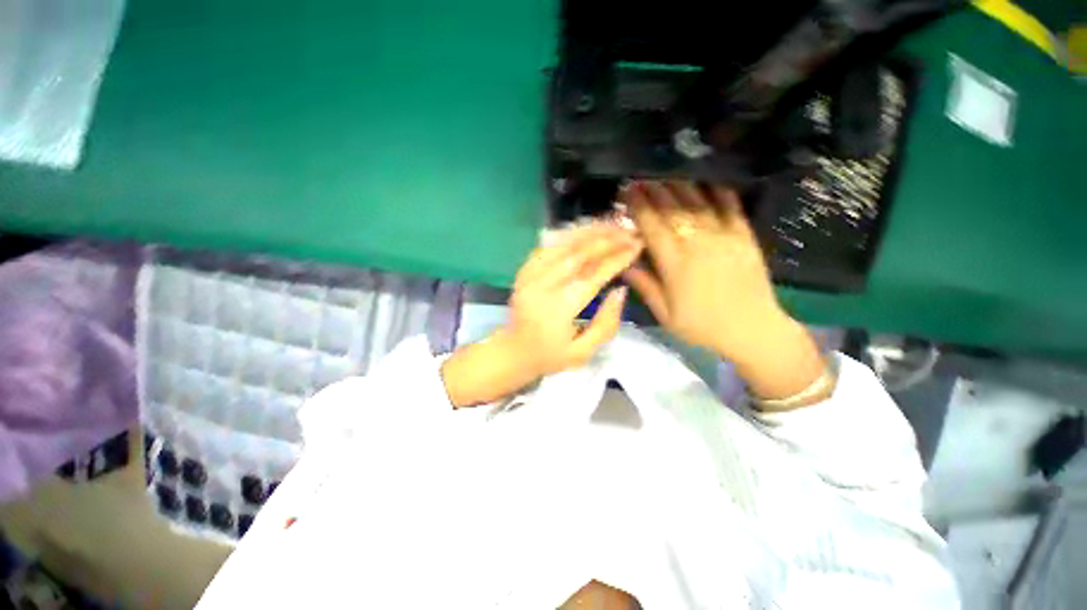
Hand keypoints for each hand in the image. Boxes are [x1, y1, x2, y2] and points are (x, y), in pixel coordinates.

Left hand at [441, 225, 641, 406]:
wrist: (513, 352)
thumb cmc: (550, 356)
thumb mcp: (583, 353)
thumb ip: (606, 324)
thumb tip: (621, 291)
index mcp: (559, 308)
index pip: (593, 275)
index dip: (617, 258)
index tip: (637, 246)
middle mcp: (543, 286)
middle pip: (579, 253)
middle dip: (608, 239)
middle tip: (629, 232)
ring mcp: (530, 275)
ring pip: (562, 244)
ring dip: (590, 232)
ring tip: (612, 225)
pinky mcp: (524, 271)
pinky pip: (548, 246)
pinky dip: (568, 235)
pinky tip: (585, 231)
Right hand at [620, 181, 782, 358]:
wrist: (754, 332)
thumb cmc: (702, 327)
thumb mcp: (665, 314)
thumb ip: (644, 286)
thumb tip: (623, 263)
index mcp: (676, 264)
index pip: (652, 226)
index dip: (638, 206)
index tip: (626, 192)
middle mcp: (699, 244)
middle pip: (672, 209)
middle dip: (653, 190)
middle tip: (639, 178)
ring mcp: (725, 237)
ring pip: (698, 202)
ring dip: (679, 186)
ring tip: (664, 175)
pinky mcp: (745, 237)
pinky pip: (730, 207)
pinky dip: (717, 191)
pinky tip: (706, 181)